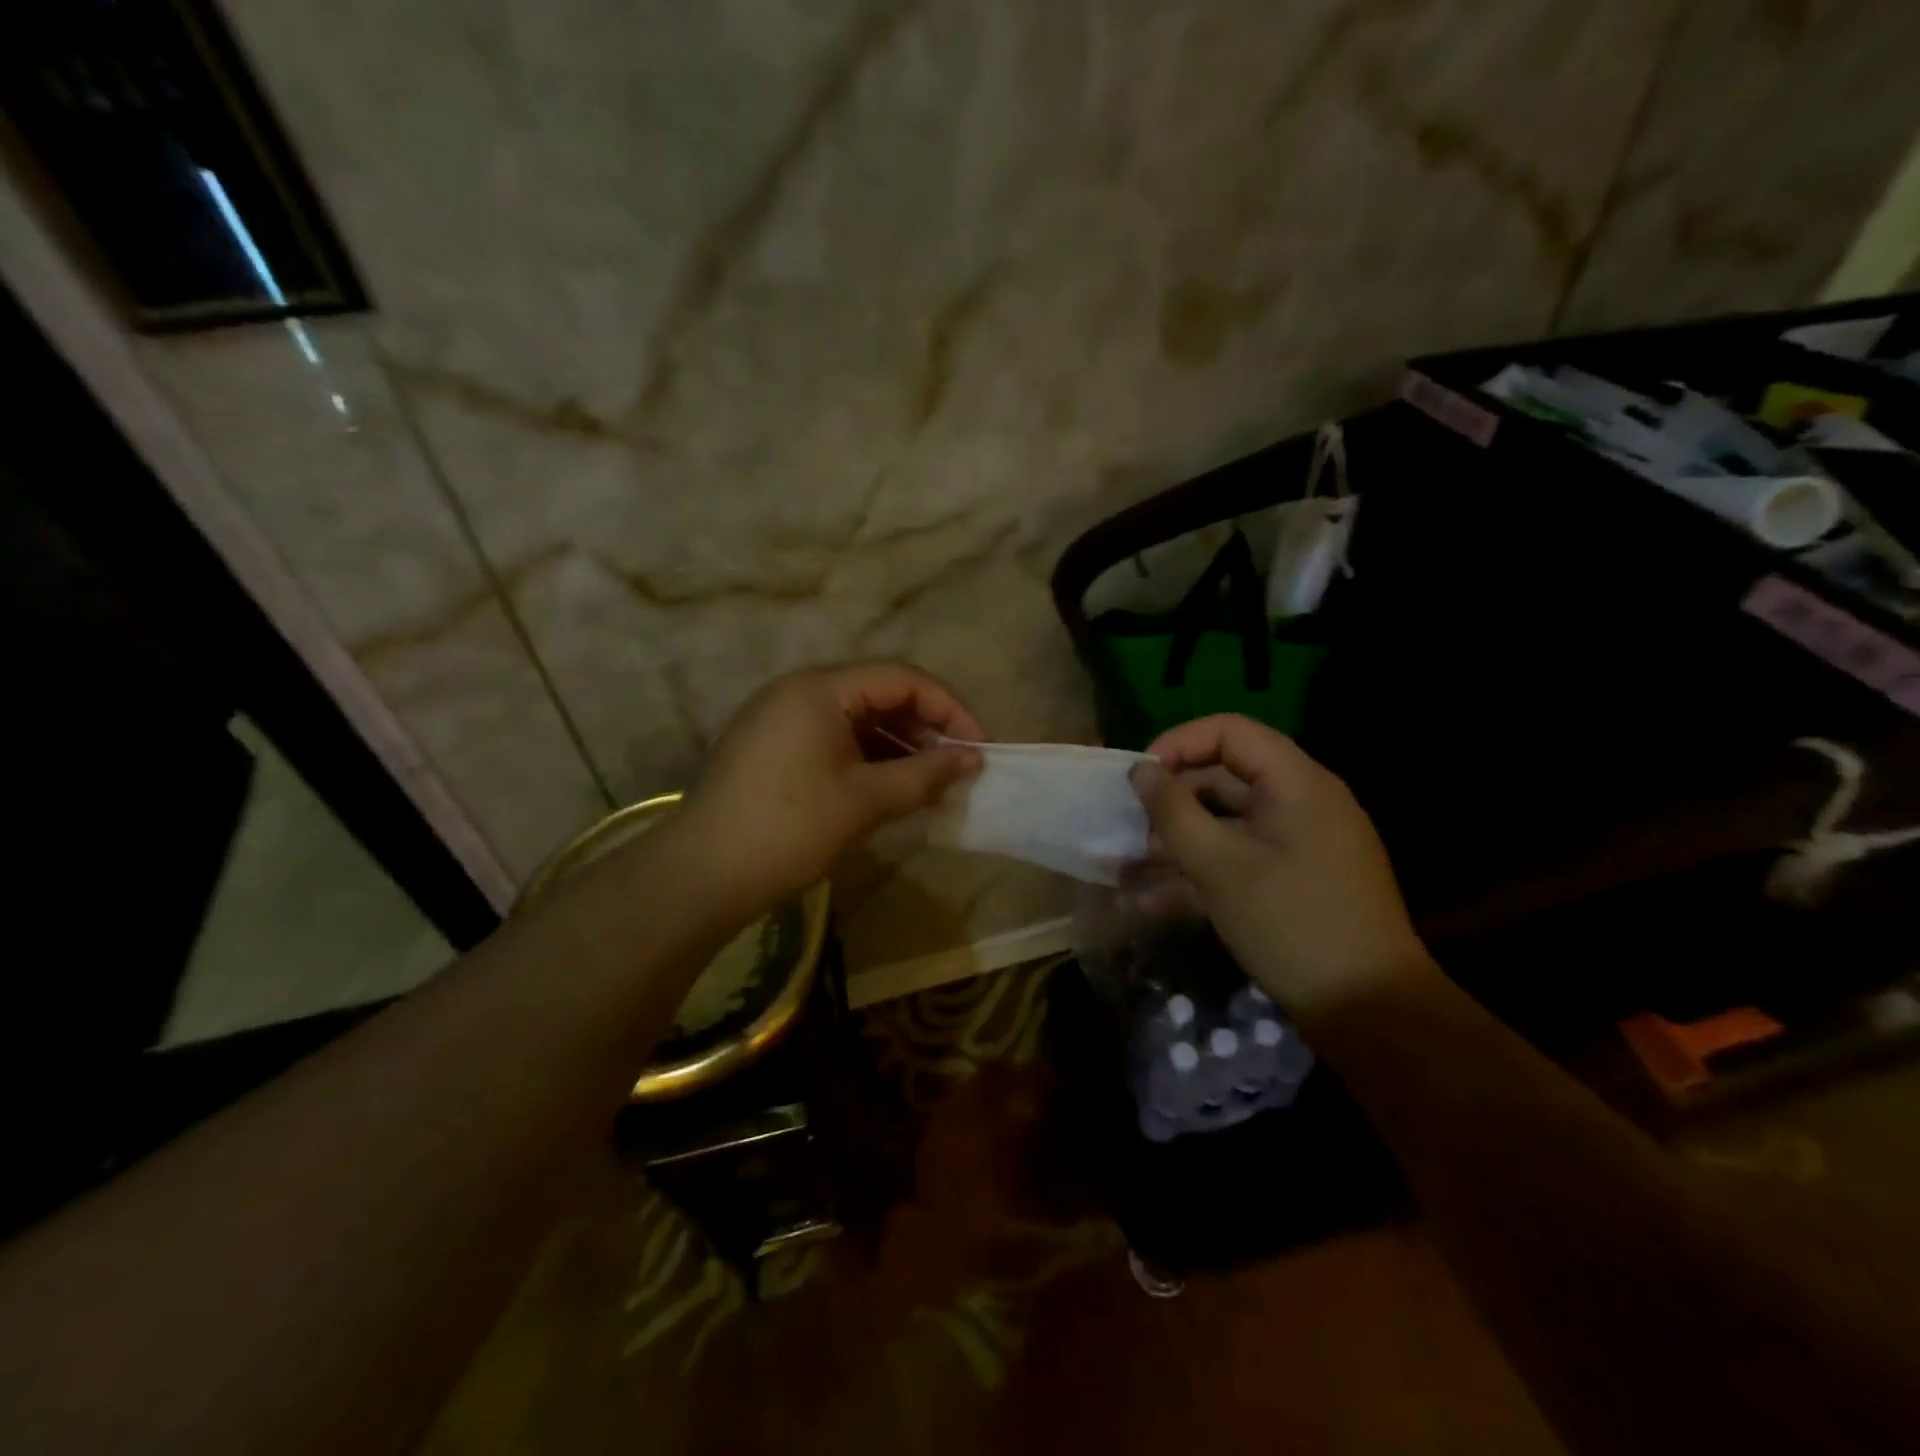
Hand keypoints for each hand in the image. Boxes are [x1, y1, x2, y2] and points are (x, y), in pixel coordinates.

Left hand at [676, 662, 983, 909]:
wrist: (701, 875)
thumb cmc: (790, 828)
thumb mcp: (866, 801)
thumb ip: (925, 774)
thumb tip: (972, 759)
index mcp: (820, 688)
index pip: (902, 678)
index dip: (949, 708)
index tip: (978, 747)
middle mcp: (798, 690)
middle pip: (878, 693)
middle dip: (924, 727)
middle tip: (955, 767)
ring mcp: (779, 718)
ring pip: (856, 718)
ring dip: (897, 745)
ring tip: (927, 783)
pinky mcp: (770, 747)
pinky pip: (832, 738)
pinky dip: (866, 758)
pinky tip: (887, 788)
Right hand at [1131, 714, 1430, 1013]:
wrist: (1370, 1010)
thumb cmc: (1292, 924)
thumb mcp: (1220, 867)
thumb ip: (1173, 812)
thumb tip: (1140, 771)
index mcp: (1296, 782)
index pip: (1228, 731)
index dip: (1178, 744)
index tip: (1140, 780)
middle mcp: (1302, 801)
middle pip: (1225, 777)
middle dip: (1173, 801)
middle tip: (1132, 831)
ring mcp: (1301, 842)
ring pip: (1228, 822)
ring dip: (1179, 841)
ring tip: (1130, 868)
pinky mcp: (1297, 878)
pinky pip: (1242, 857)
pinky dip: (1203, 870)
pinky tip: (1156, 902)